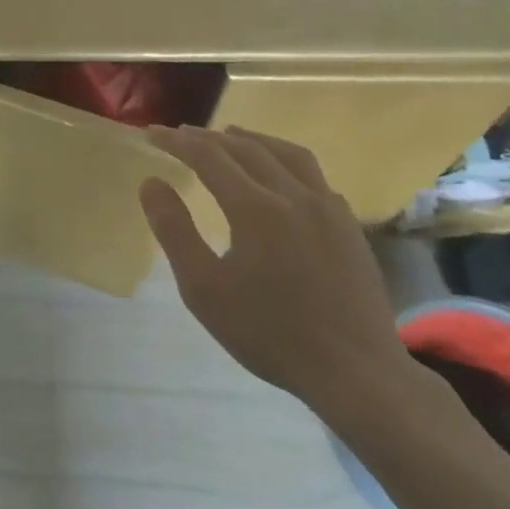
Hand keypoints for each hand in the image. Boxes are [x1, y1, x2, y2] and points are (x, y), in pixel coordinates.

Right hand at [138, 125, 408, 407]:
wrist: (357, 375)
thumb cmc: (270, 333)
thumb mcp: (204, 289)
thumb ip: (174, 230)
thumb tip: (151, 183)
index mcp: (255, 207)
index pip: (207, 156)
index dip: (176, 141)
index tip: (152, 133)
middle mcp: (293, 194)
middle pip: (245, 148)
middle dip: (208, 138)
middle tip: (182, 135)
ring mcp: (328, 208)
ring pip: (286, 153)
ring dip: (252, 140)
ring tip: (231, 136)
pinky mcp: (350, 227)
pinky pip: (315, 177)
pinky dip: (286, 163)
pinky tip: (282, 177)